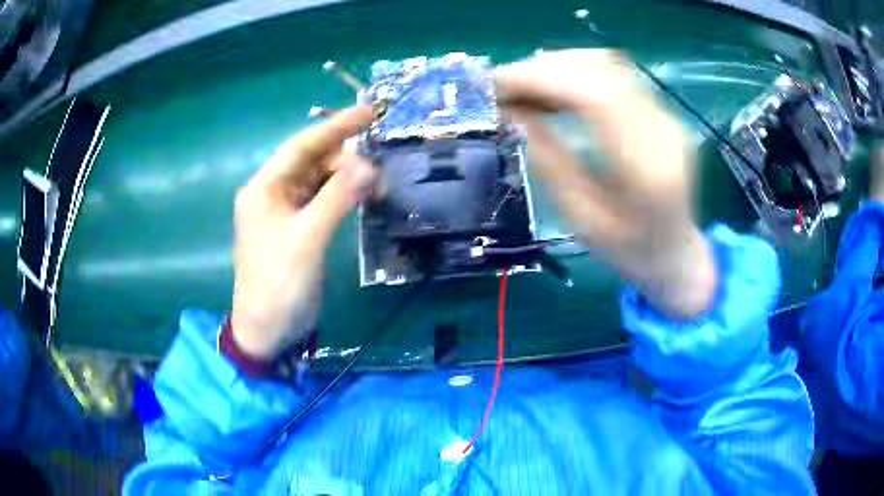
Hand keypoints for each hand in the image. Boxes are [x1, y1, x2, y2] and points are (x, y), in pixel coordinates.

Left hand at [230, 107, 375, 358]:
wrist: (267, 330)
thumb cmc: (279, 283)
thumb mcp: (307, 238)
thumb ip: (337, 198)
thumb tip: (369, 165)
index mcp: (265, 187)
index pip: (303, 146)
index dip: (336, 126)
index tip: (370, 111)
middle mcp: (273, 193)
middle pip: (312, 161)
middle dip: (346, 158)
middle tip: (380, 165)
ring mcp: (285, 212)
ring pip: (319, 181)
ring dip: (347, 178)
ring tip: (378, 182)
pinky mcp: (297, 229)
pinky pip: (322, 201)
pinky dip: (342, 196)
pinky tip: (363, 196)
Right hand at [495, 49, 715, 318]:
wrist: (676, 253)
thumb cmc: (628, 250)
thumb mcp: (581, 219)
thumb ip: (549, 161)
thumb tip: (511, 112)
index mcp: (648, 168)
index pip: (594, 96)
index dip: (541, 80)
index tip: (496, 84)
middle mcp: (664, 130)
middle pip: (601, 69)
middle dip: (543, 70)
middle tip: (501, 86)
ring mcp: (667, 116)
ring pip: (607, 64)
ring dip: (558, 67)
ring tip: (522, 88)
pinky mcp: (661, 111)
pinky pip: (615, 75)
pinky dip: (577, 73)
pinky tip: (553, 90)